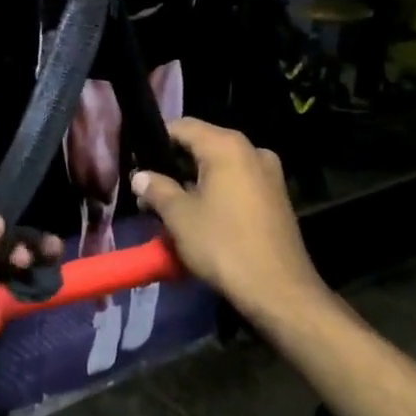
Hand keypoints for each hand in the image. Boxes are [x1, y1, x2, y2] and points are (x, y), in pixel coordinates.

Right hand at [132, 119, 322, 316]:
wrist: (278, 289)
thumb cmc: (223, 245)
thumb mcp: (179, 216)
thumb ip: (157, 189)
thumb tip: (140, 176)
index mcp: (227, 146)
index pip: (183, 127)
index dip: (156, 140)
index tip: (136, 161)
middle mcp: (252, 150)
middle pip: (203, 145)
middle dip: (174, 165)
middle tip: (149, 189)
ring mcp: (269, 173)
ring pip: (221, 167)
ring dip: (195, 182)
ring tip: (170, 207)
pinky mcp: (276, 197)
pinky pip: (238, 183)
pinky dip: (216, 193)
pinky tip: (200, 216)